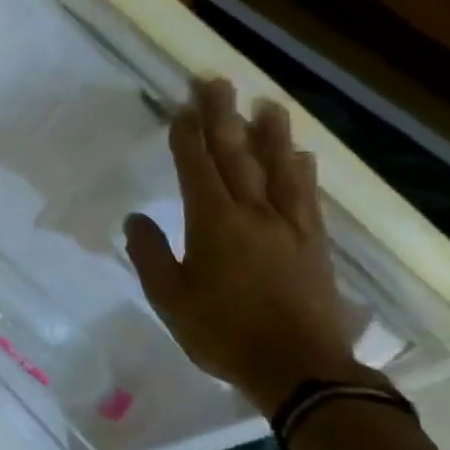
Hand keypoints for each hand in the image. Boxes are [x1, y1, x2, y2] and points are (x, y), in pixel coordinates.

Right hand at [123, 78, 362, 414]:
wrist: (298, 367)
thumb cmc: (222, 333)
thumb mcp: (170, 299)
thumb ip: (150, 255)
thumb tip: (135, 219)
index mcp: (214, 224)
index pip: (197, 169)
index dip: (187, 137)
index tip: (181, 108)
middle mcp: (254, 213)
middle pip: (237, 155)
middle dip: (223, 117)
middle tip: (216, 82)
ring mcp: (289, 226)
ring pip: (279, 168)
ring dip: (270, 133)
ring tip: (266, 104)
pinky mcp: (314, 243)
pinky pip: (307, 195)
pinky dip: (302, 170)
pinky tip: (301, 156)